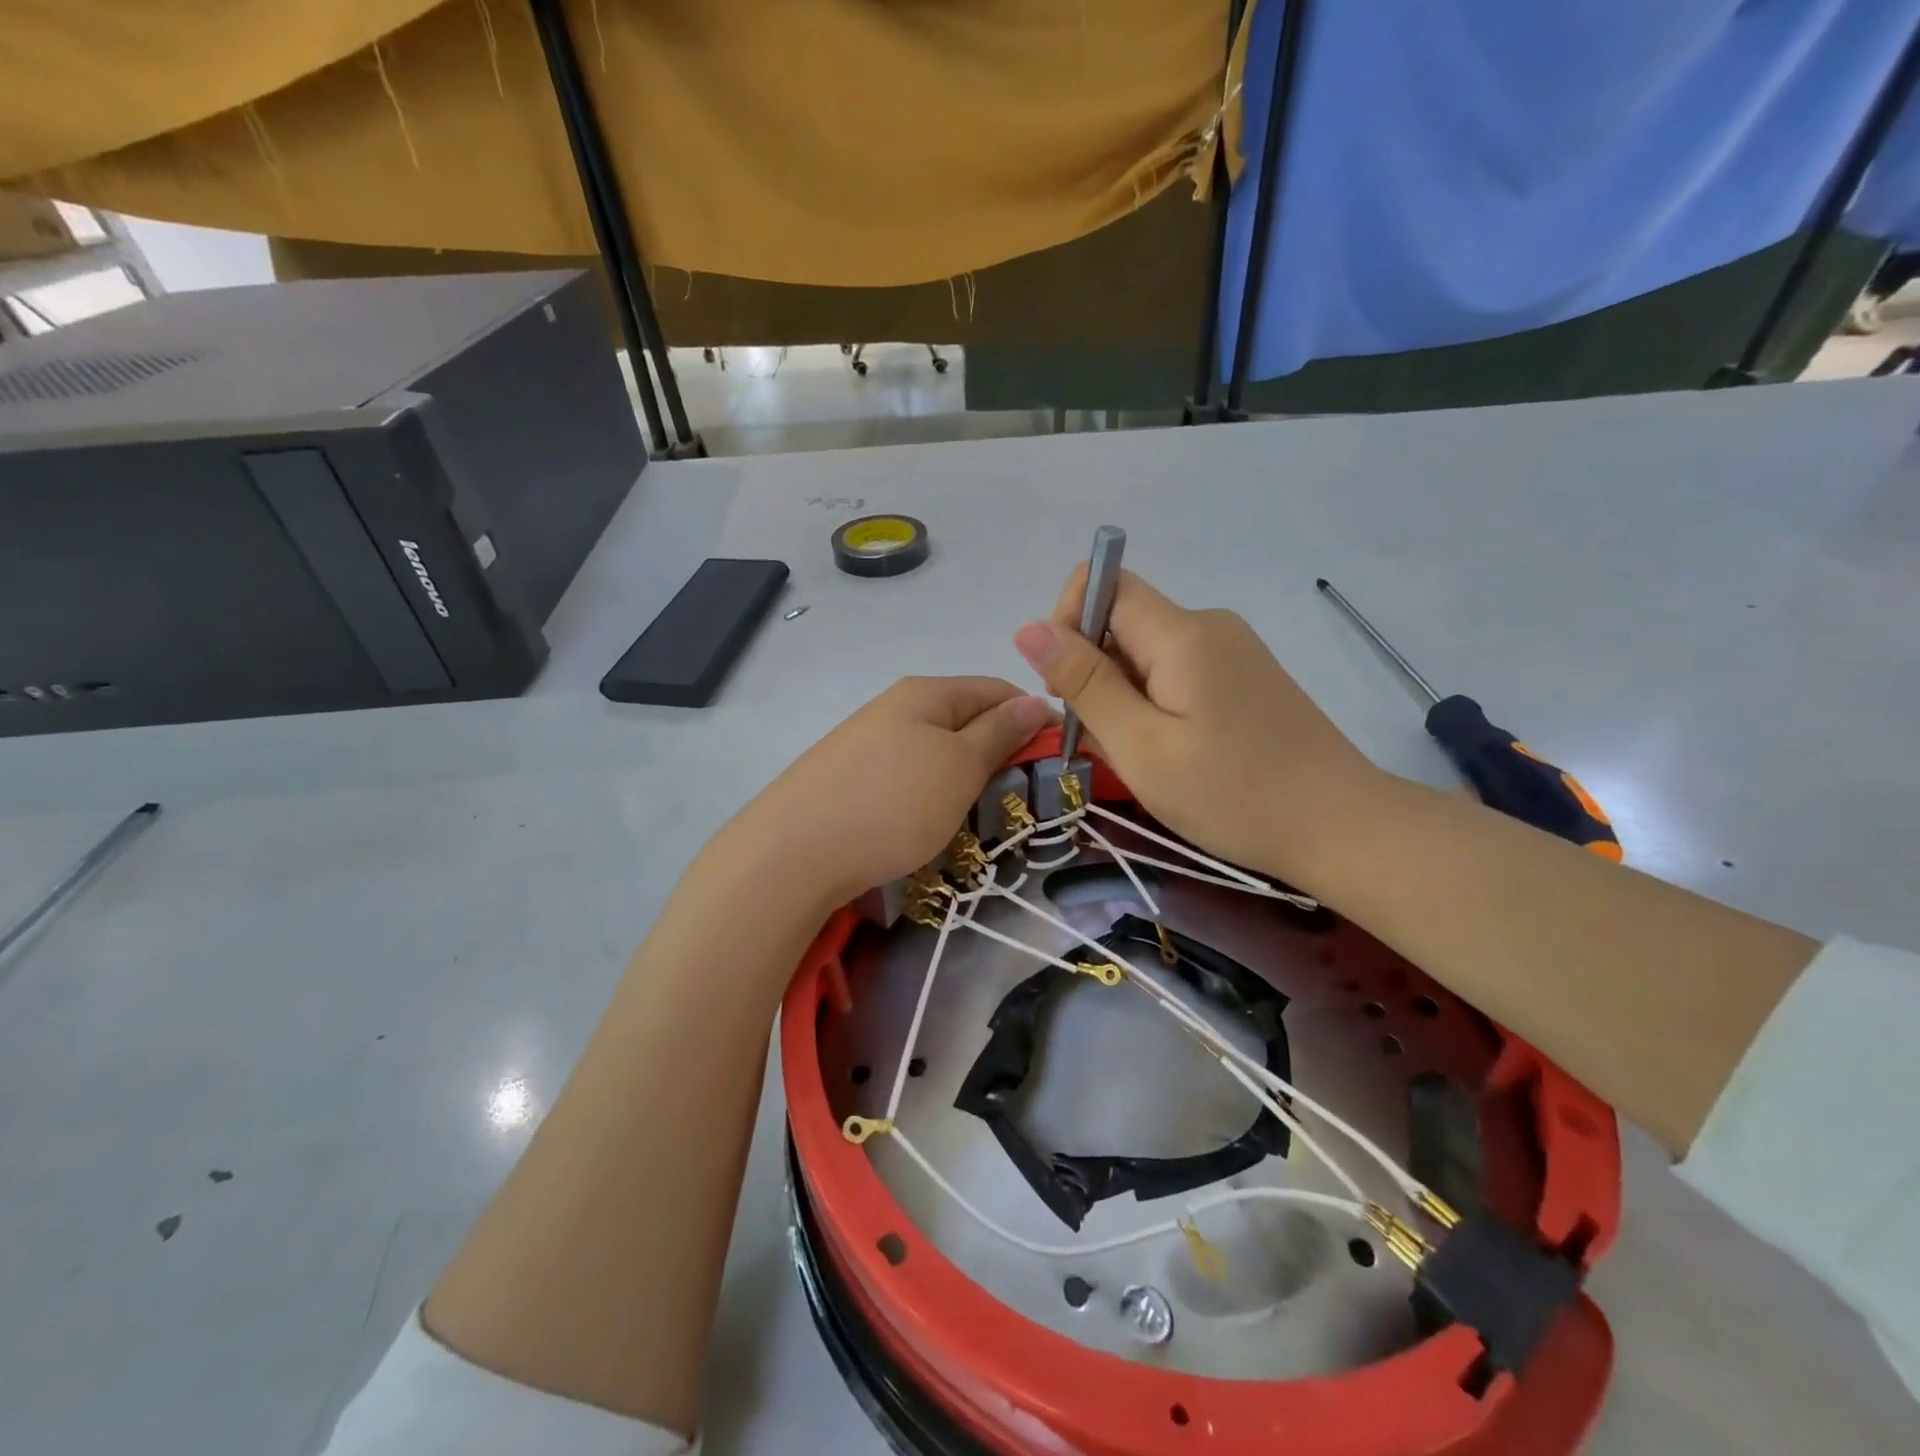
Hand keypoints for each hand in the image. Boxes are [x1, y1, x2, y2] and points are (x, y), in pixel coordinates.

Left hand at [729, 677, 1050, 907]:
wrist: (792, 853)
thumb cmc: (892, 803)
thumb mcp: (959, 765)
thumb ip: (999, 731)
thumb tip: (1035, 699)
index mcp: (926, 693)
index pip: (996, 689)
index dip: (1033, 718)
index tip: (1057, 760)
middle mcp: (895, 708)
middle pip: (965, 720)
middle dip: (999, 753)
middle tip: (1020, 798)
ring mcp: (867, 742)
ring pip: (936, 752)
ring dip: (965, 779)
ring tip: (977, 816)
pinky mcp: (850, 778)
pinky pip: (907, 777)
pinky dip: (930, 796)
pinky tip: (929, 824)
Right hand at [1014, 568, 1387, 887]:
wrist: (1340, 828)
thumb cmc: (1232, 794)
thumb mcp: (1141, 746)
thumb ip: (1084, 683)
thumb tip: (1028, 627)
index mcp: (1183, 633)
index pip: (1104, 584)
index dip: (1068, 623)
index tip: (1067, 689)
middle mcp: (1208, 625)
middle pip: (1123, 622)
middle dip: (1094, 673)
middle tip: (1106, 741)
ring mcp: (1231, 650)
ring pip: (1146, 653)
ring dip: (1122, 696)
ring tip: (1143, 757)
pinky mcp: (1243, 677)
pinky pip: (1176, 672)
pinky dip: (1154, 705)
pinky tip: (1170, 752)